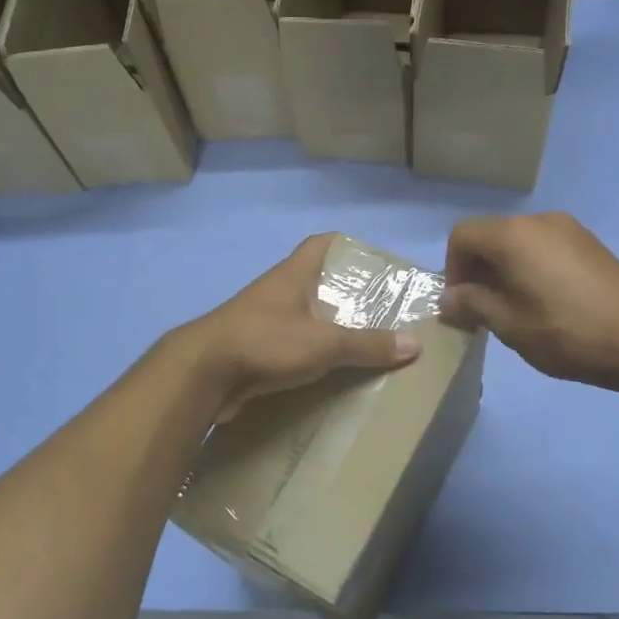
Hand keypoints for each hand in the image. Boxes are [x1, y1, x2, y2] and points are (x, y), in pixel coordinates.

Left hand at [178, 235, 421, 421]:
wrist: (203, 374)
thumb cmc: (266, 341)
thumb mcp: (325, 342)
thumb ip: (368, 344)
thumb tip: (414, 345)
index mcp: (294, 275)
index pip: (322, 243)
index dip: (348, 247)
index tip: (374, 265)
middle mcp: (278, 291)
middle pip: (316, 282)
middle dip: (345, 295)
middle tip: (380, 312)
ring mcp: (262, 320)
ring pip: (303, 316)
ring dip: (327, 328)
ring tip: (362, 345)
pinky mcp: (252, 350)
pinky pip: (289, 347)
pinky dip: (309, 356)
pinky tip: (330, 373)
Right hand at [441, 213, 618, 390]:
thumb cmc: (567, 332)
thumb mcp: (509, 325)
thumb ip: (471, 304)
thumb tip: (448, 299)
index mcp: (513, 235)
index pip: (462, 236)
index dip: (452, 269)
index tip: (462, 305)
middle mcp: (539, 220)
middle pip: (490, 235)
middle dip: (477, 270)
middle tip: (483, 311)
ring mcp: (569, 229)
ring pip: (518, 242)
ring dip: (504, 270)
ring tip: (514, 309)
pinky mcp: (590, 243)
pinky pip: (544, 247)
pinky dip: (530, 267)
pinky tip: (546, 302)